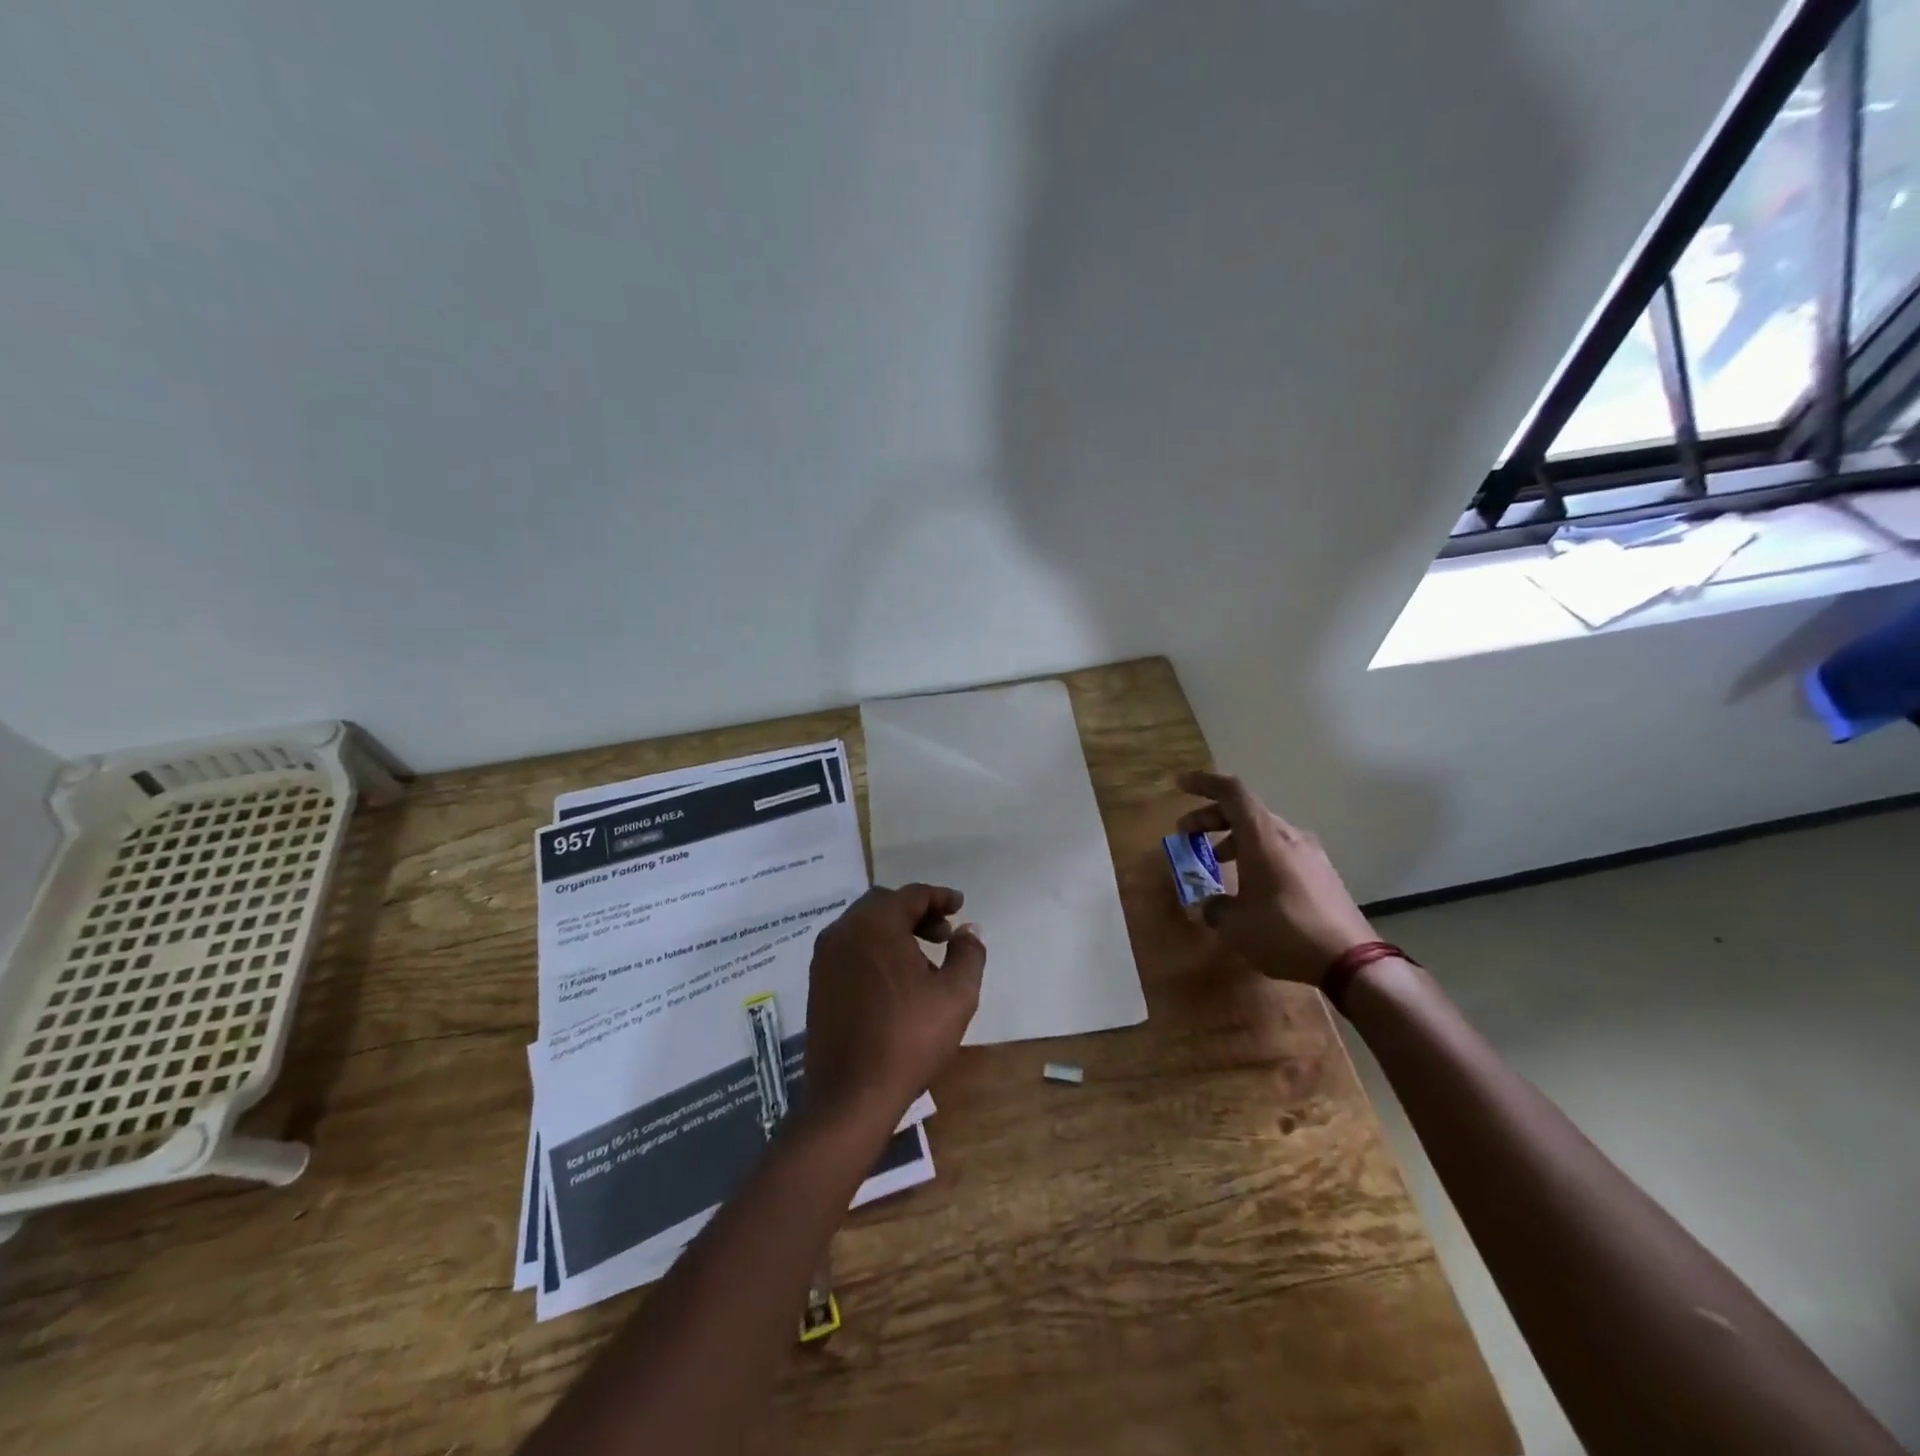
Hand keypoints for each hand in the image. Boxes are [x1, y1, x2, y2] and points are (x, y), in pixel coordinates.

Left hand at [803, 884, 985, 1126]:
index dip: (940, 897)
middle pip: (884, 905)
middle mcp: (844, 930)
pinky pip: (850, 949)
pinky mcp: (817, 983)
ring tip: (923, 959)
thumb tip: (969, 930)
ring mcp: (825, 957)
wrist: (851, 1094)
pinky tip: (895, 980)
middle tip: (943, 934)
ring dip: (894, 932)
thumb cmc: (909, 1038)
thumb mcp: (956, 994)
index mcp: (876, 924)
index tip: (960, 907)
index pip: (912, 895)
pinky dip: (874, 950)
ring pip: (864, 927)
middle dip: (917, 913)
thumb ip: (968, 953)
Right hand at [1176, 770, 1376, 983]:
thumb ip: (1214, 907)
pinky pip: (1281, 850)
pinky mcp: (1322, 873)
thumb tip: (1209, 905)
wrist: (1351, 961)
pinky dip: (1256, 854)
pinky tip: (1249, 884)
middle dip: (1211, 818)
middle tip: (1187, 833)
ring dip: (1234, 838)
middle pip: (1245, 810)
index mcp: (1263, 837)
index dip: (1204, 783)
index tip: (1181, 785)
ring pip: (1263, 831)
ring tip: (1215, 861)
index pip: (1231, 792)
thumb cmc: (1284, 932)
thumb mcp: (1235, 925)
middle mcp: (1288, 835)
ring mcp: (1310, 853)